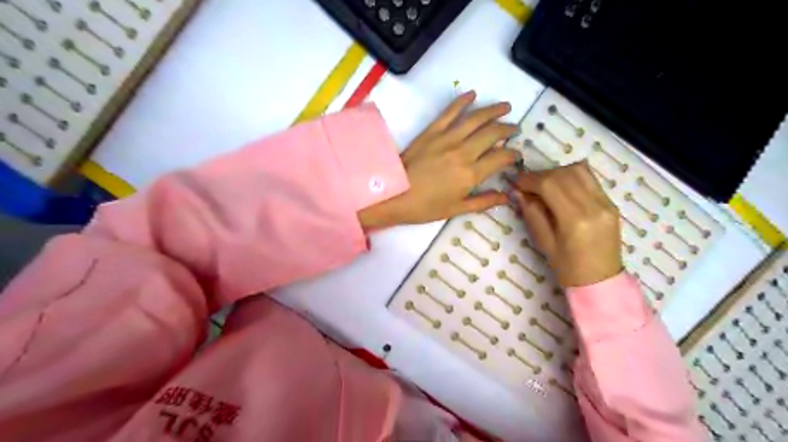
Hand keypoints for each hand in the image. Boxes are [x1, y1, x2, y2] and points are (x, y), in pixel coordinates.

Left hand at [360, 90, 521, 227]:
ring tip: (506, 106)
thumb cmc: (424, 206)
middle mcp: (463, 152)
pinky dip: (462, 101)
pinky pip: (450, 112)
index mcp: (471, 174)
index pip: (501, 158)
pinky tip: (472, 94)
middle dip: (508, 129)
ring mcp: (447, 138)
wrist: (393, 194)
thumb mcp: (456, 209)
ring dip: (493, 110)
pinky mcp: (432, 131)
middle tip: (514, 129)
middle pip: (492, 134)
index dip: (513, 155)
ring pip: (476, 118)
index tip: (516, 154)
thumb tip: (507, 197)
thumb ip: (483, 202)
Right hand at [508, 160, 625, 285]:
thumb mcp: (543, 242)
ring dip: (558, 172)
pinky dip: (572, 177)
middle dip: (541, 175)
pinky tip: (562, 188)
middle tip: (528, 185)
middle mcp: (594, 206)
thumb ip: (532, 214)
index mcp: (575, 220)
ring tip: (545, 185)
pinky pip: (590, 179)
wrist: (600, 281)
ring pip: (580, 171)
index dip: (530, 179)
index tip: (517, 183)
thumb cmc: (567, 268)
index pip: (550, 184)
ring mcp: (606, 203)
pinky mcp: (611, 203)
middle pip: (564, 174)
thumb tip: (518, 192)